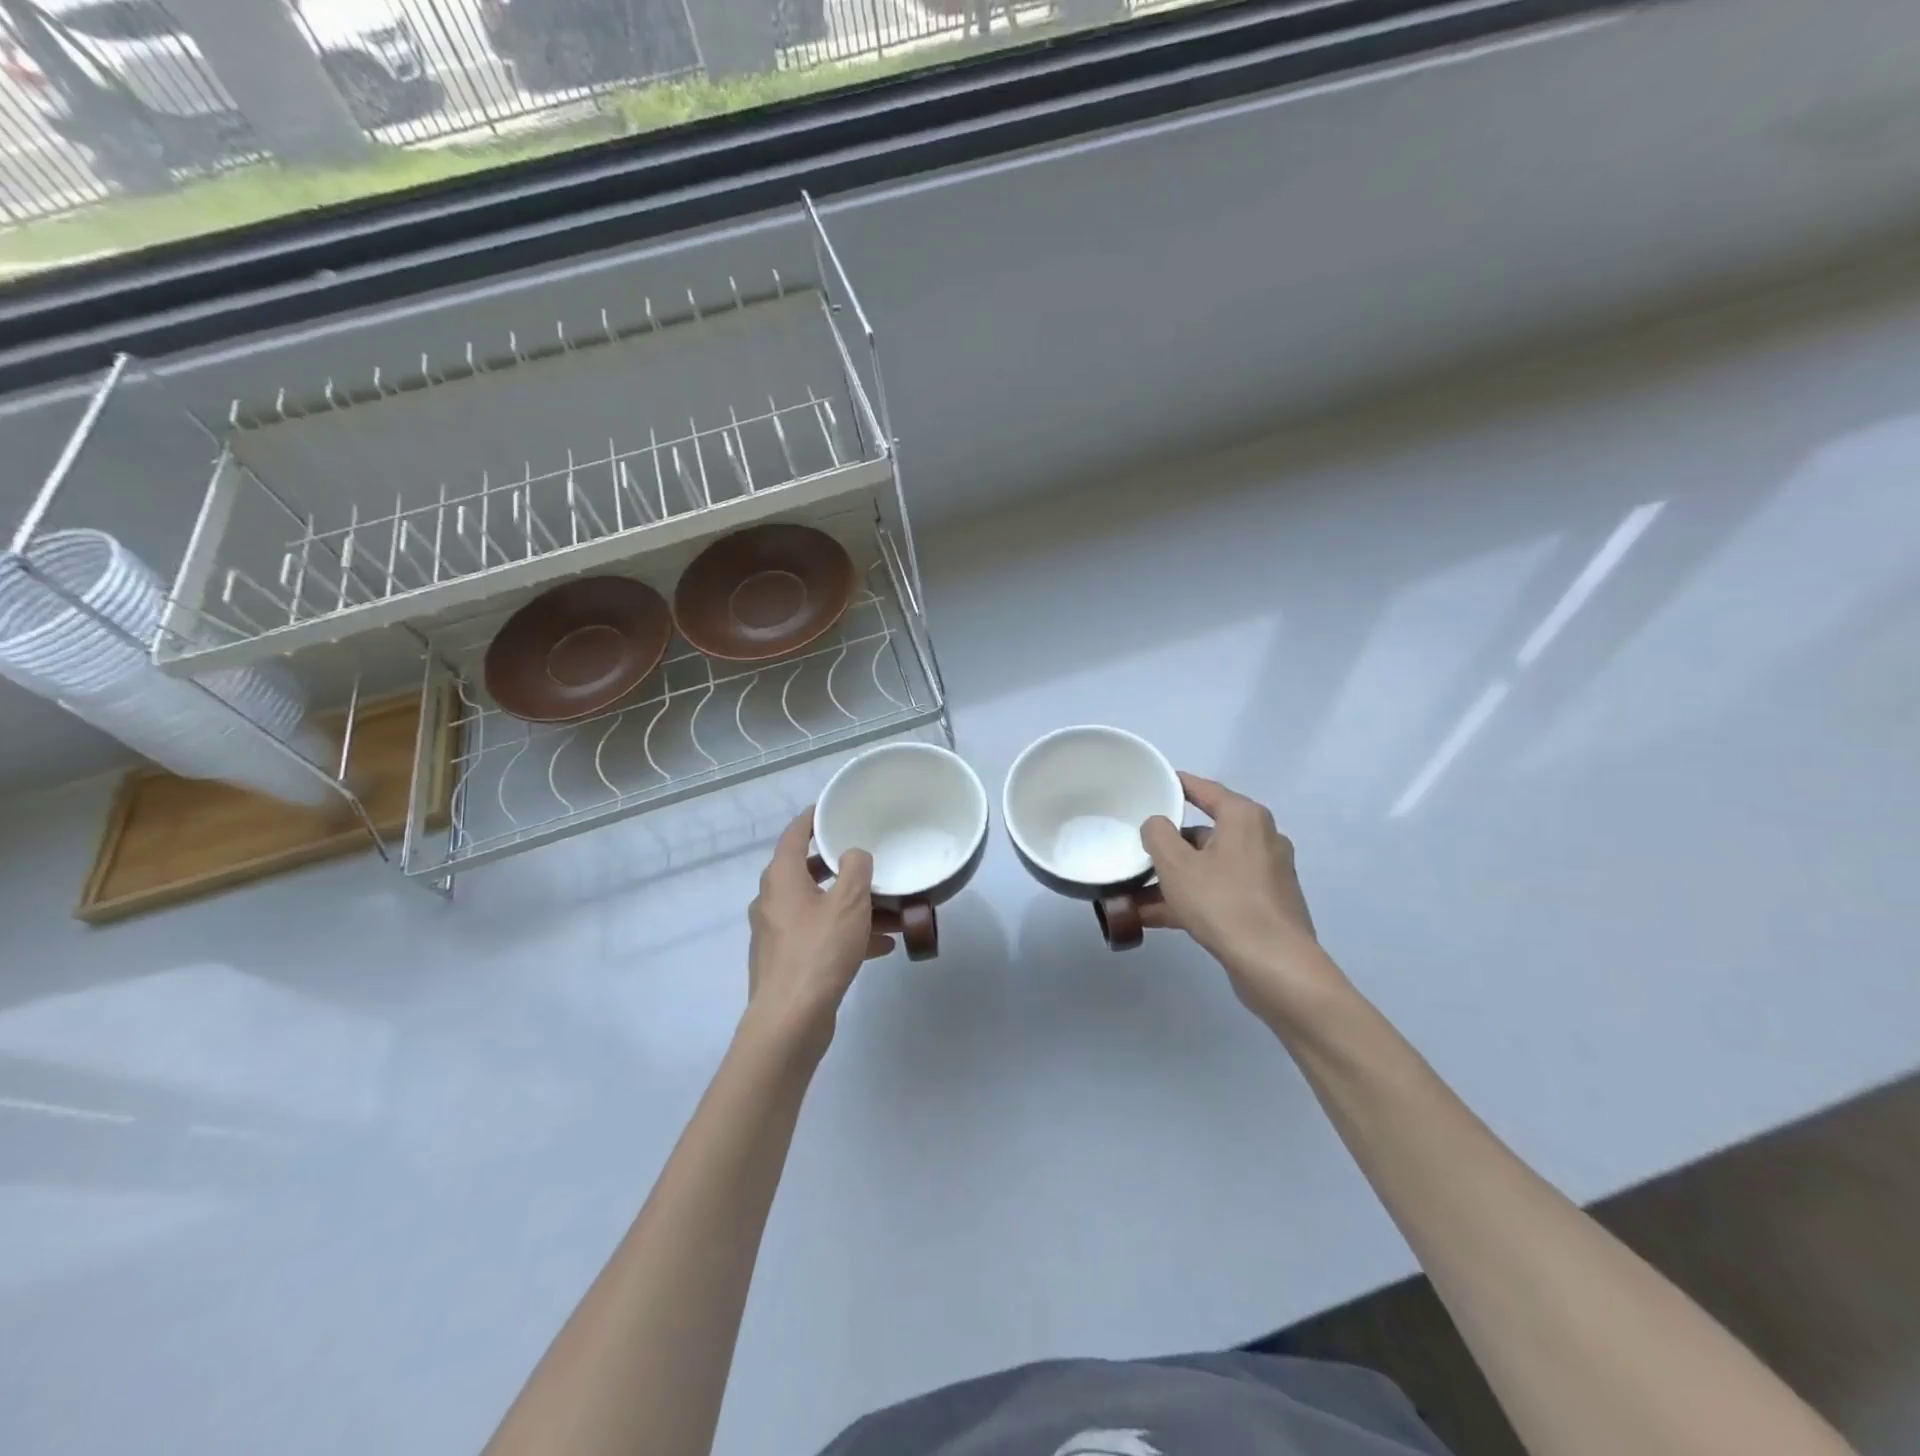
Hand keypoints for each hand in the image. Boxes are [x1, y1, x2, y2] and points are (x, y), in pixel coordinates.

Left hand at [745, 809, 895, 1052]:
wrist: (791, 1021)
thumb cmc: (819, 951)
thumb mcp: (849, 902)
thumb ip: (857, 869)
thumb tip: (855, 855)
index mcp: (781, 879)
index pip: (794, 835)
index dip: (812, 818)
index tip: (831, 808)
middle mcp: (773, 901)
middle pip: (808, 872)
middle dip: (842, 868)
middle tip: (869, 860)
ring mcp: (778, 934)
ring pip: (820, 908)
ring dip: (853, 907)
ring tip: (892, 912)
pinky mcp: (788, 962)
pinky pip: (822, 936)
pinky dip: (848, 935)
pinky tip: (882, 945)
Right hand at [1140, 773, 1347, 1032]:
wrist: (1275, 965)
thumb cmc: (1223, 902)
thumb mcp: (1176, 864)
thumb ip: (1158, 834)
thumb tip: (1157, 824)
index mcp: (1245, 818)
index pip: (1205, 790)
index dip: (1177, 785)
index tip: (1154, 784)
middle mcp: (1261, 839)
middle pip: (1205, 833)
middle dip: (1169, 845)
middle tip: (1138, 847)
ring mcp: (1265, 875)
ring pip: (1209, 867)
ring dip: (1174, 879)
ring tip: (1134, 892)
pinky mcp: (1264, 906)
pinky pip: (1218, 892)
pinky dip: (1190, 899)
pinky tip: (1153, 917)